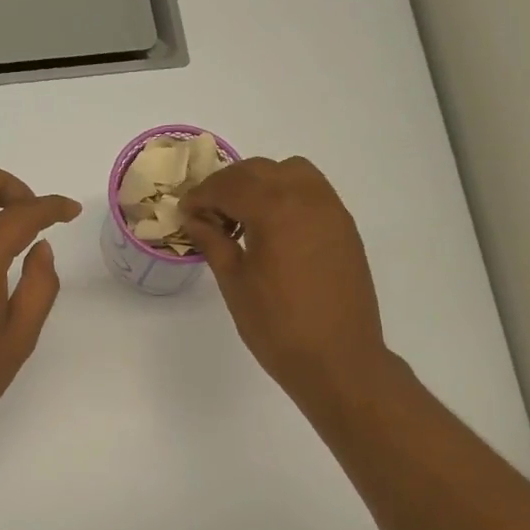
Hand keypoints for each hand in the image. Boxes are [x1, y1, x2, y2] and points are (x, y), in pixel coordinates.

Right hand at [181, 156, 387, 409]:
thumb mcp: (235, 283)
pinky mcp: (345, 227)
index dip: (202, 195)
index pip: (230, 185)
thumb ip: (213, 242)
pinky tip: (272, 229)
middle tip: (207, 213)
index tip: (185, 211)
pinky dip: (286, 195)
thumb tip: (194, 218)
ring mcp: (332, 210)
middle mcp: (308, 198)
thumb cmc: (277, 326)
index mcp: (275, 210)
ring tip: (243, 217)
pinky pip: (312, 192)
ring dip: (261, 184)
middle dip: (229, 185)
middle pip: (260, 170)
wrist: (338, 359)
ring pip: (291, 172)